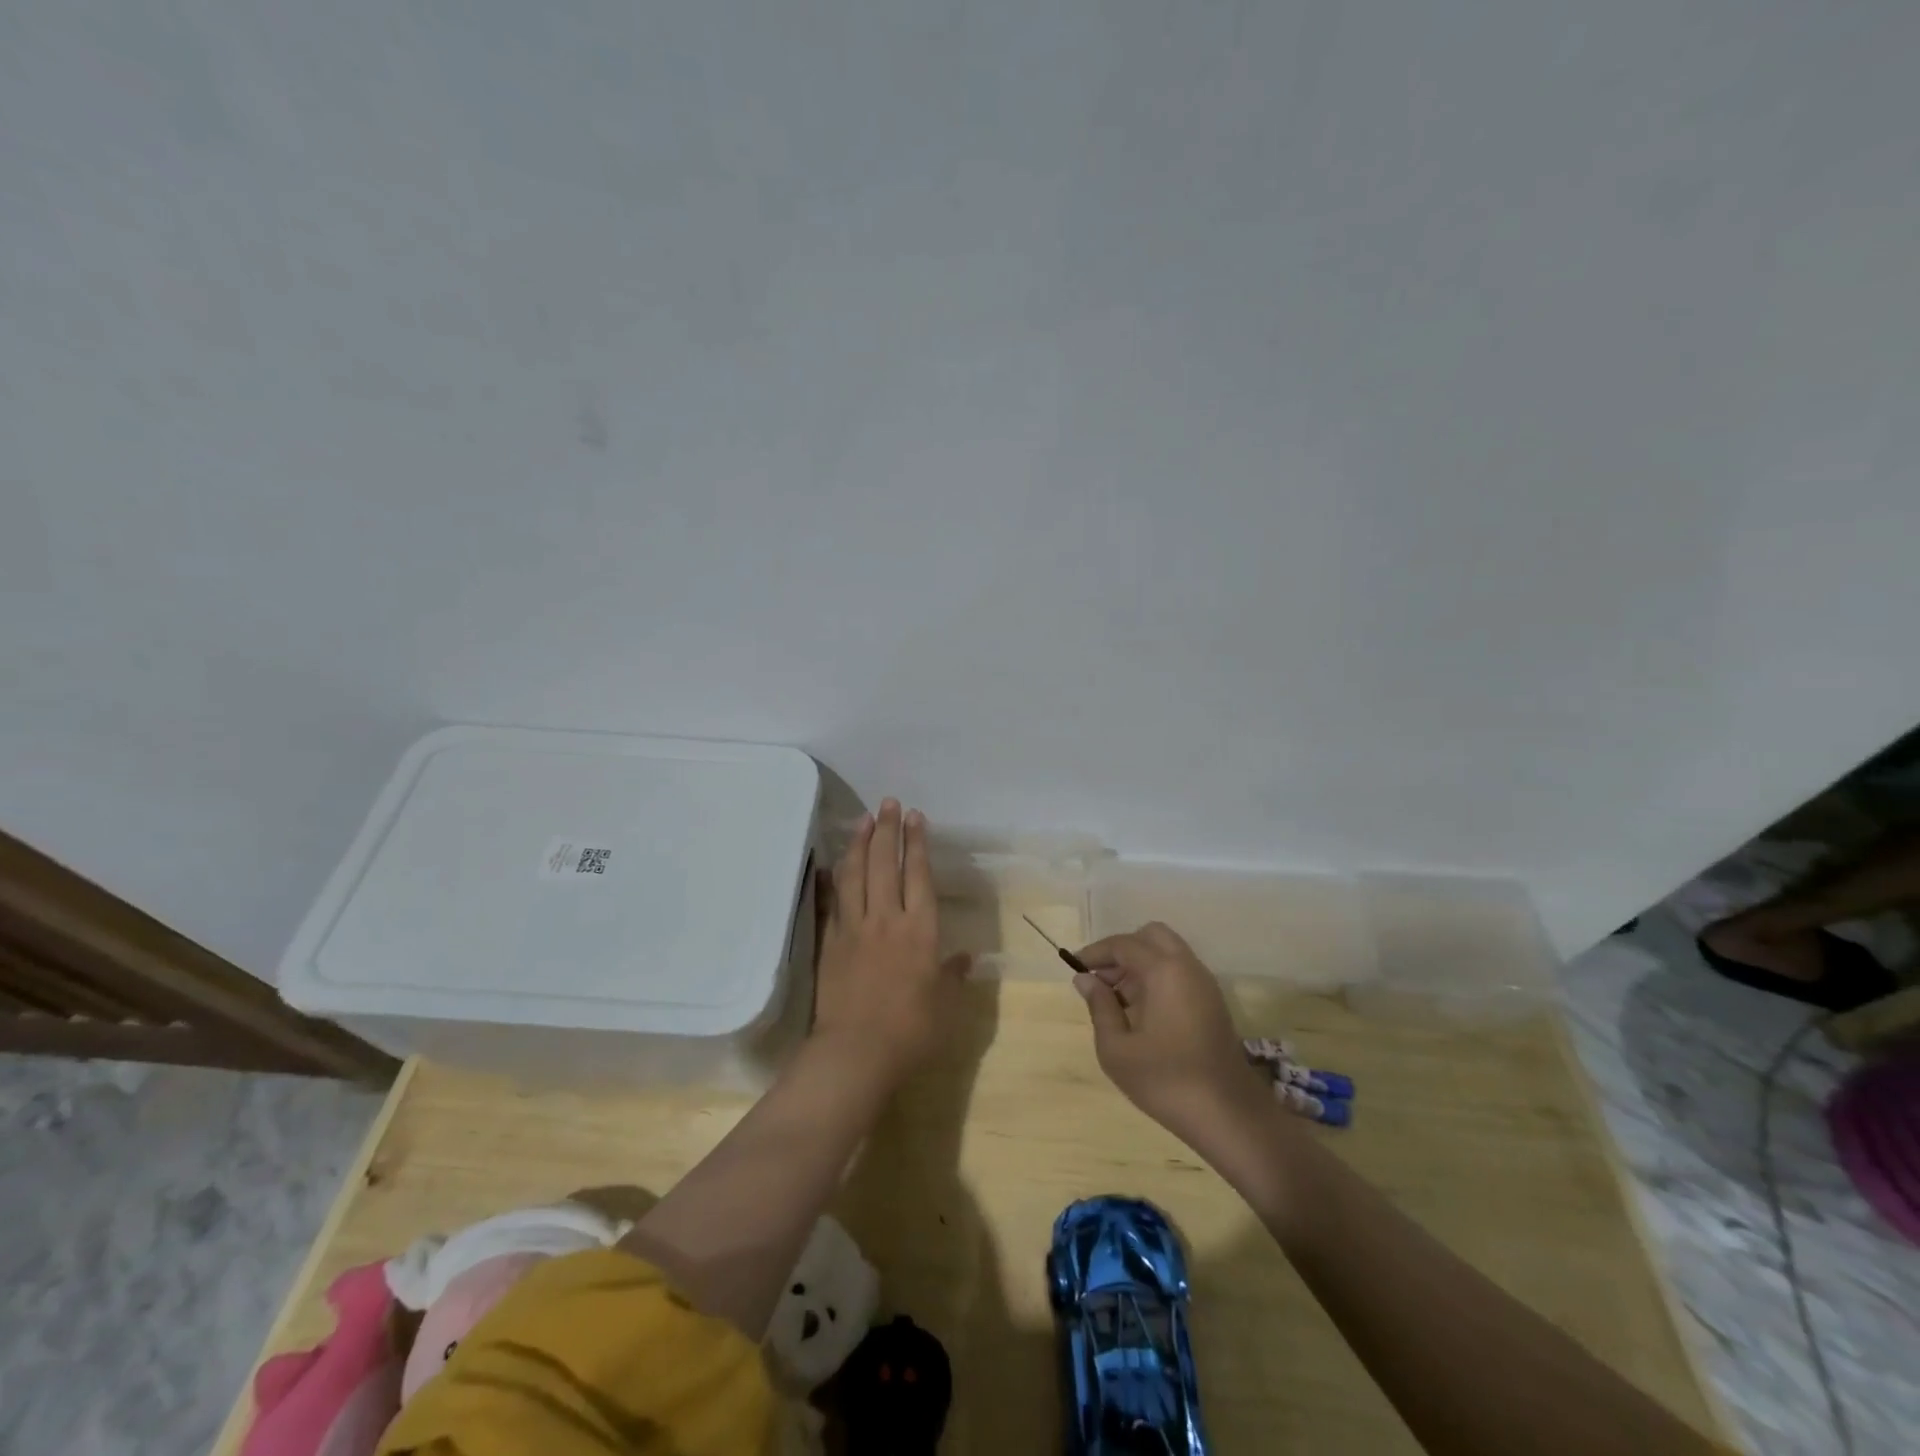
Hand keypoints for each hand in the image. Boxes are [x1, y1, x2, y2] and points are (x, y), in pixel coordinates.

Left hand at [812, 800, 970, 1086]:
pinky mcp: (830, 942)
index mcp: (920, 930)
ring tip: (863, 820)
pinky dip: (834, 877)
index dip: (918, 843)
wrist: (856, 1053)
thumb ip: (953, 976)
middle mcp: (887, 919)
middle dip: (889, 830)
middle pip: (886, 864)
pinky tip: (833, 863)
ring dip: (860, 844)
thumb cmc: (911, 1031)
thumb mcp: (946, 1006)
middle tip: (890, 804)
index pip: (919, 875)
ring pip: (856, 874)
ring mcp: (854, 928)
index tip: (916, 817)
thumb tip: (966, 957)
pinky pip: (833, 900)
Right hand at [1073, 923, 1270, 1144]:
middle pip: (1151, 936)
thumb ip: (1099, 1006)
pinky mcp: (1212, 1002)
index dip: (1095, 952)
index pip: (1123, 944)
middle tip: (1101, 979)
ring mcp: (1204, 983)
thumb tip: (1086, 979)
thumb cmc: (1166, 1080)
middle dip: (1122, 950)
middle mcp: (1187, 966)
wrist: (1228, 1115)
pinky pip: (1180, 971)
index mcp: (1164, 970)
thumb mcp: (1117, 1049)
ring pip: (1167, 952)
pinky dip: (1157, 976)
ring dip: (1140, 963)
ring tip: (1117, 998)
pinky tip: (1141, 1010)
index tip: (1074, 967)